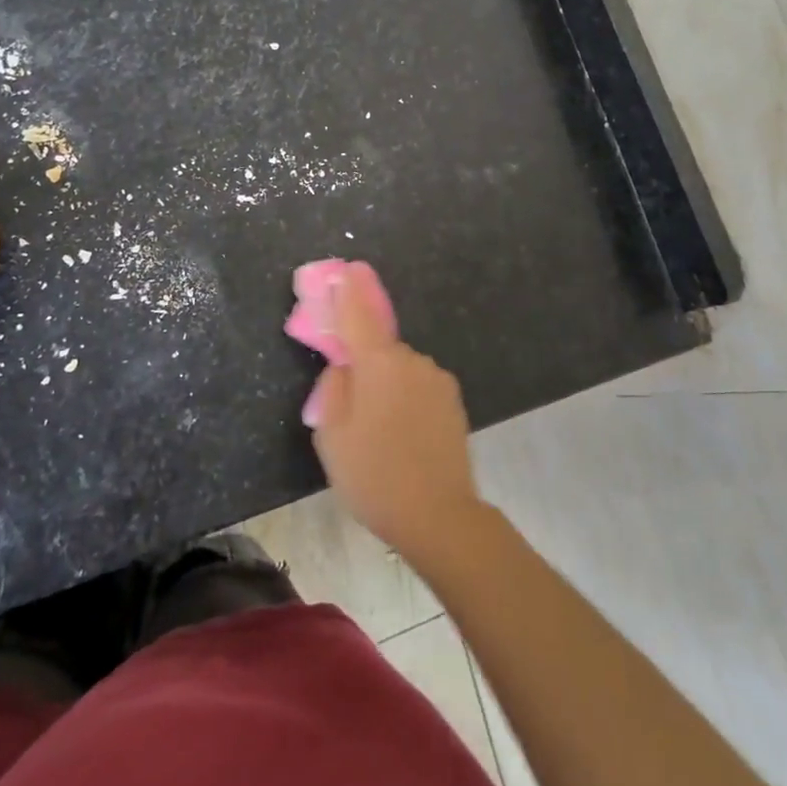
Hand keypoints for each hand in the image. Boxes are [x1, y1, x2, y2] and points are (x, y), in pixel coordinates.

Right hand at [304, 270, 483, 563]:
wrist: (439, 516)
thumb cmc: (375, 476)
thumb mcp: (332, 436)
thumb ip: (333, 388)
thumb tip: (343, 366)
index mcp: (379, 363)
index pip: (359, 314)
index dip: (349, 291)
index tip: (345, 269)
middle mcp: (412, 360)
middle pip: (379, 348)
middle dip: (364, 363)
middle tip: (351, 403)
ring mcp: (437, 379)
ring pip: (400, 370)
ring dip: (387, 385)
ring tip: (380, 431)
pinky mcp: (453, 400)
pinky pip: (419, 386)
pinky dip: (406, 399)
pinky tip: (404, 435)